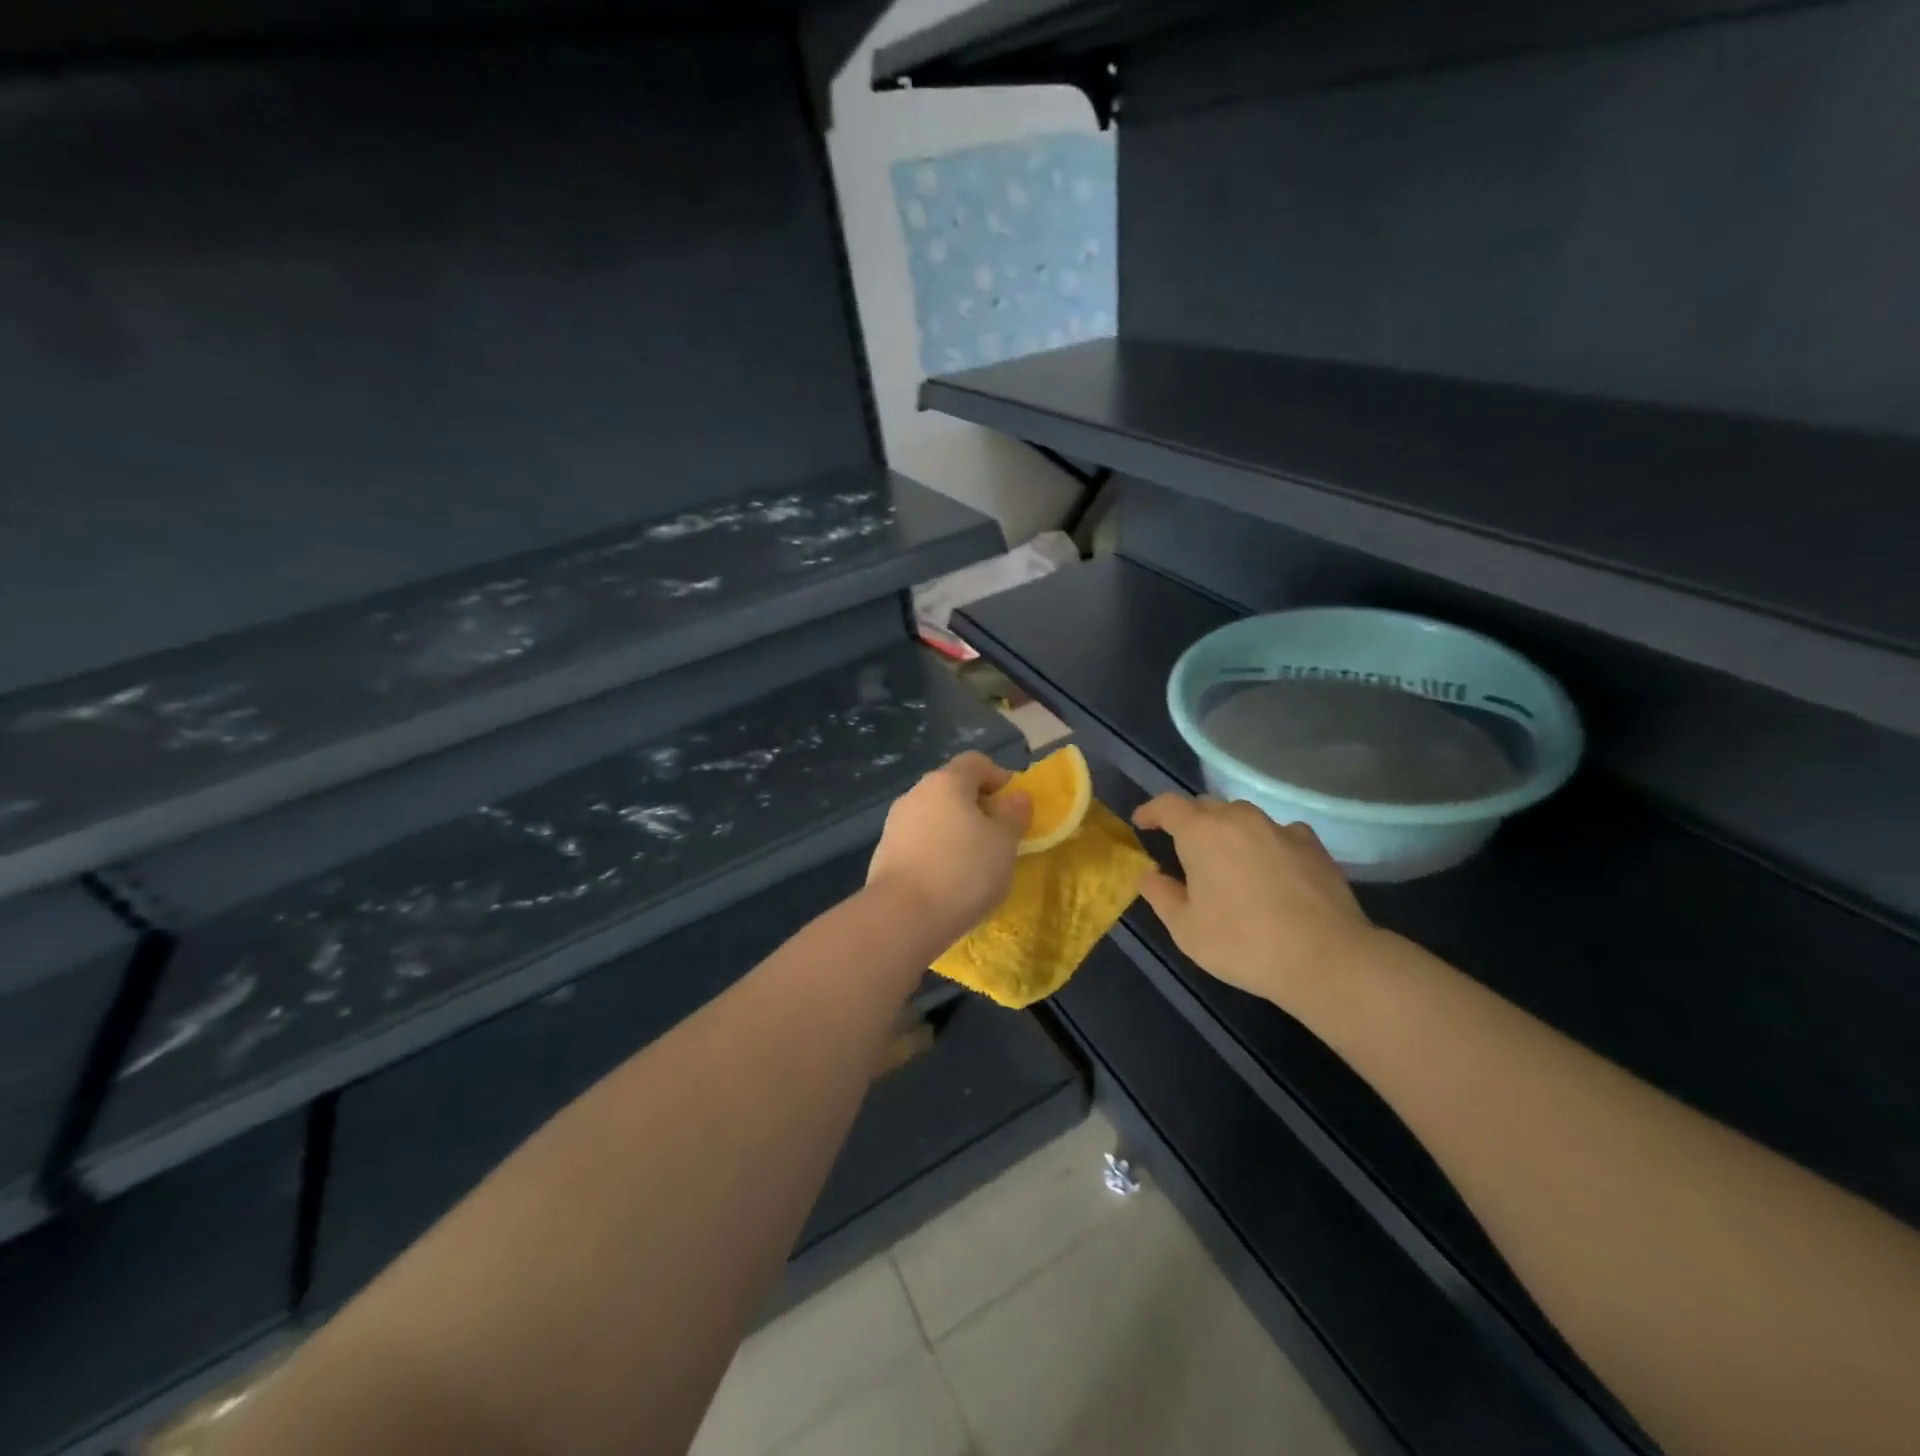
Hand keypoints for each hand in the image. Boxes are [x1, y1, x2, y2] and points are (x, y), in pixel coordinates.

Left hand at [867, 752, 1030, 945]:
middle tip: (997, 836)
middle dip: (977, 805)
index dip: (999, 777)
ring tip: (974, 862)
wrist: (901, 917)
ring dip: (955, 829)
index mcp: (947, 781)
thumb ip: (1013, 815)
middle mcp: (917, 793)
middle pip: (952, 787)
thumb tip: (1017, 797)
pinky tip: (947, 879)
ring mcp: (896, 822)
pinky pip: (919, 840)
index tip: (1014, 807)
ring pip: (934, 815)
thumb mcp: (1004, 843)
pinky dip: (936, 850)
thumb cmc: (963, 871)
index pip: (976, 762)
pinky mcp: (885, 851)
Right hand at [1132, 794, 1378, 1006]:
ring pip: (1243, 816)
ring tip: (1226, 857)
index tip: (1141, 823)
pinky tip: (1270, 866)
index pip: (1168, 805)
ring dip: (1227, 829)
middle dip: (1188, 821)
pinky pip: (1278, 832)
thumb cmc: (1242, 943)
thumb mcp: (1185, 929)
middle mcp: (1239, 819)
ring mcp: (1279, 829)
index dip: (1151, 811)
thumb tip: (1149, 874)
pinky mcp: (1312, 846)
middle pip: (1205, 806)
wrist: (1325, 957)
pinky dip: (1265, 842)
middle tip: (1182, 848)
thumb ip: (1160, 895)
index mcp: (1201, 833)